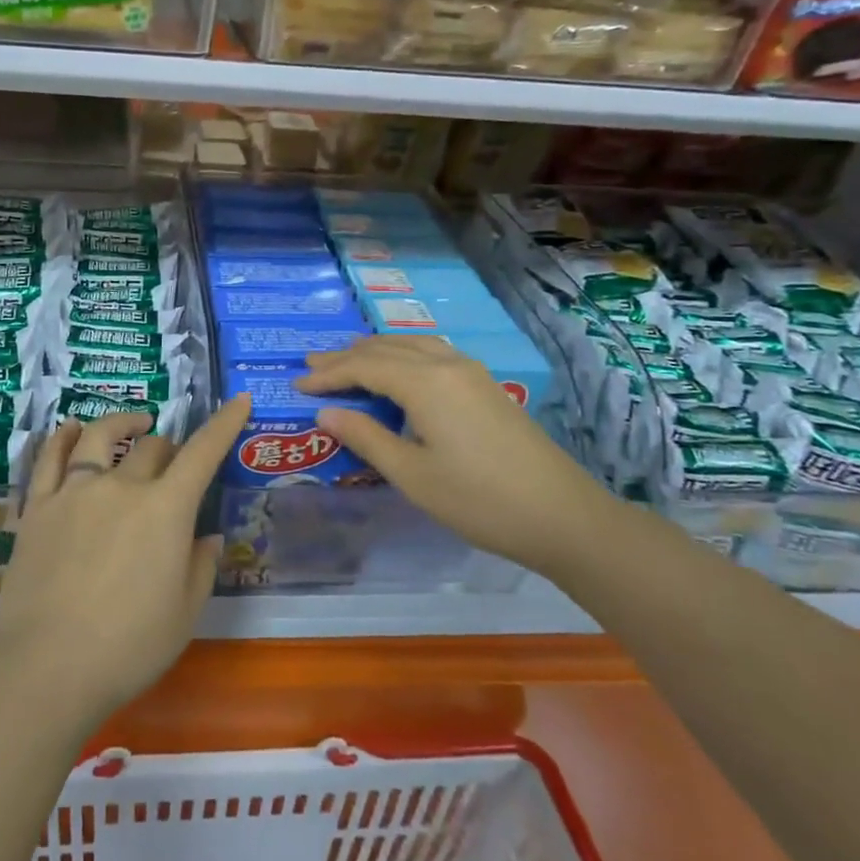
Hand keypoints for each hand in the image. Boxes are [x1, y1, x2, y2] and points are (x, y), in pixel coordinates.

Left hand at [0, 396, 250, 729]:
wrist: (48, 667)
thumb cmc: (129, 648)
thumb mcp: (184, 614)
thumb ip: (200, 566)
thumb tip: (207, 536)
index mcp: (165, 509)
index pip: (202, 453)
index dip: (224, 423)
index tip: (238, 400)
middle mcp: (121, 486)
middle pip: (152, 448)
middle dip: (170, 449)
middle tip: (173, 465)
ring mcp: (74, 491)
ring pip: (100, 437)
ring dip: (123, 423)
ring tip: (134, 424)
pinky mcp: (38, 506)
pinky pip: (50, 457)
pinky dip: (64, 436)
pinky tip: (71, 430)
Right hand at [298, 336, 614, 571]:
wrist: (562, 516)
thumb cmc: (479, 500)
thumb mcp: (412, 475)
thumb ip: (366, 438)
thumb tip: (326, 413)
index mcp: (425, 383)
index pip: (364, 367)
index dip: (329, 375)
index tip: (297, 385)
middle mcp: (446, 364)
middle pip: (386, 349)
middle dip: (346, 357)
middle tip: (312, 365)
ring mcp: (471, 372)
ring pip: (411, 345)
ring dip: (375, 351)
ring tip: (348, 359)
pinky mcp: (486, 385)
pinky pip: (432, 353)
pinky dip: (402, 354)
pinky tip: (398, 369)